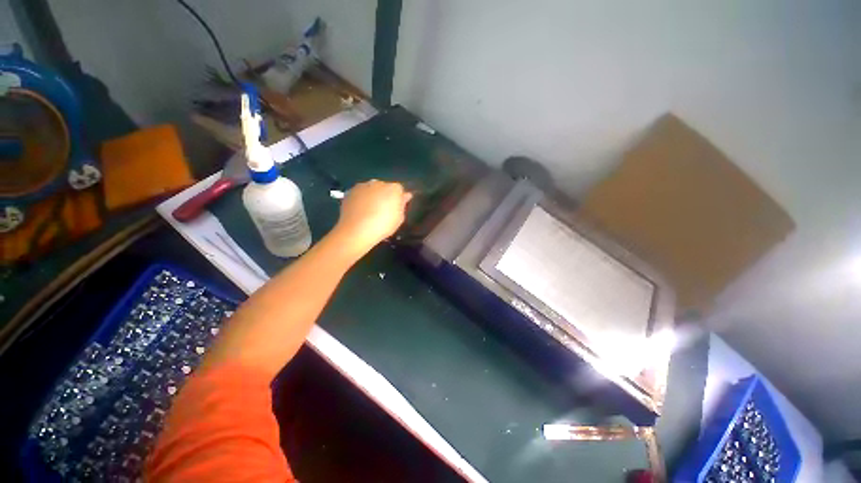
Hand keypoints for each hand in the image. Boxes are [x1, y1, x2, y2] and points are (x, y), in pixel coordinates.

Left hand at [334, 180, 411, 256]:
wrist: (357, 230)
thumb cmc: (383, 226)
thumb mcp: (399, 218)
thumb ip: (402, 205)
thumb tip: (405, 196)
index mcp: (394, 188)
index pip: (399, 190)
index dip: (398, 199)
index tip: (396, 209)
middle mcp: (378, 183)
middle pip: (384, 187)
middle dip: (384, 196)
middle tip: (382, 211)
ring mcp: (363, 186)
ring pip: (370, 189)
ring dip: (371, 197)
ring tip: (369, 212)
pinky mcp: (349, 191)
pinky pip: (359, 194)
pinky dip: (360, 200)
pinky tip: (359, 212)